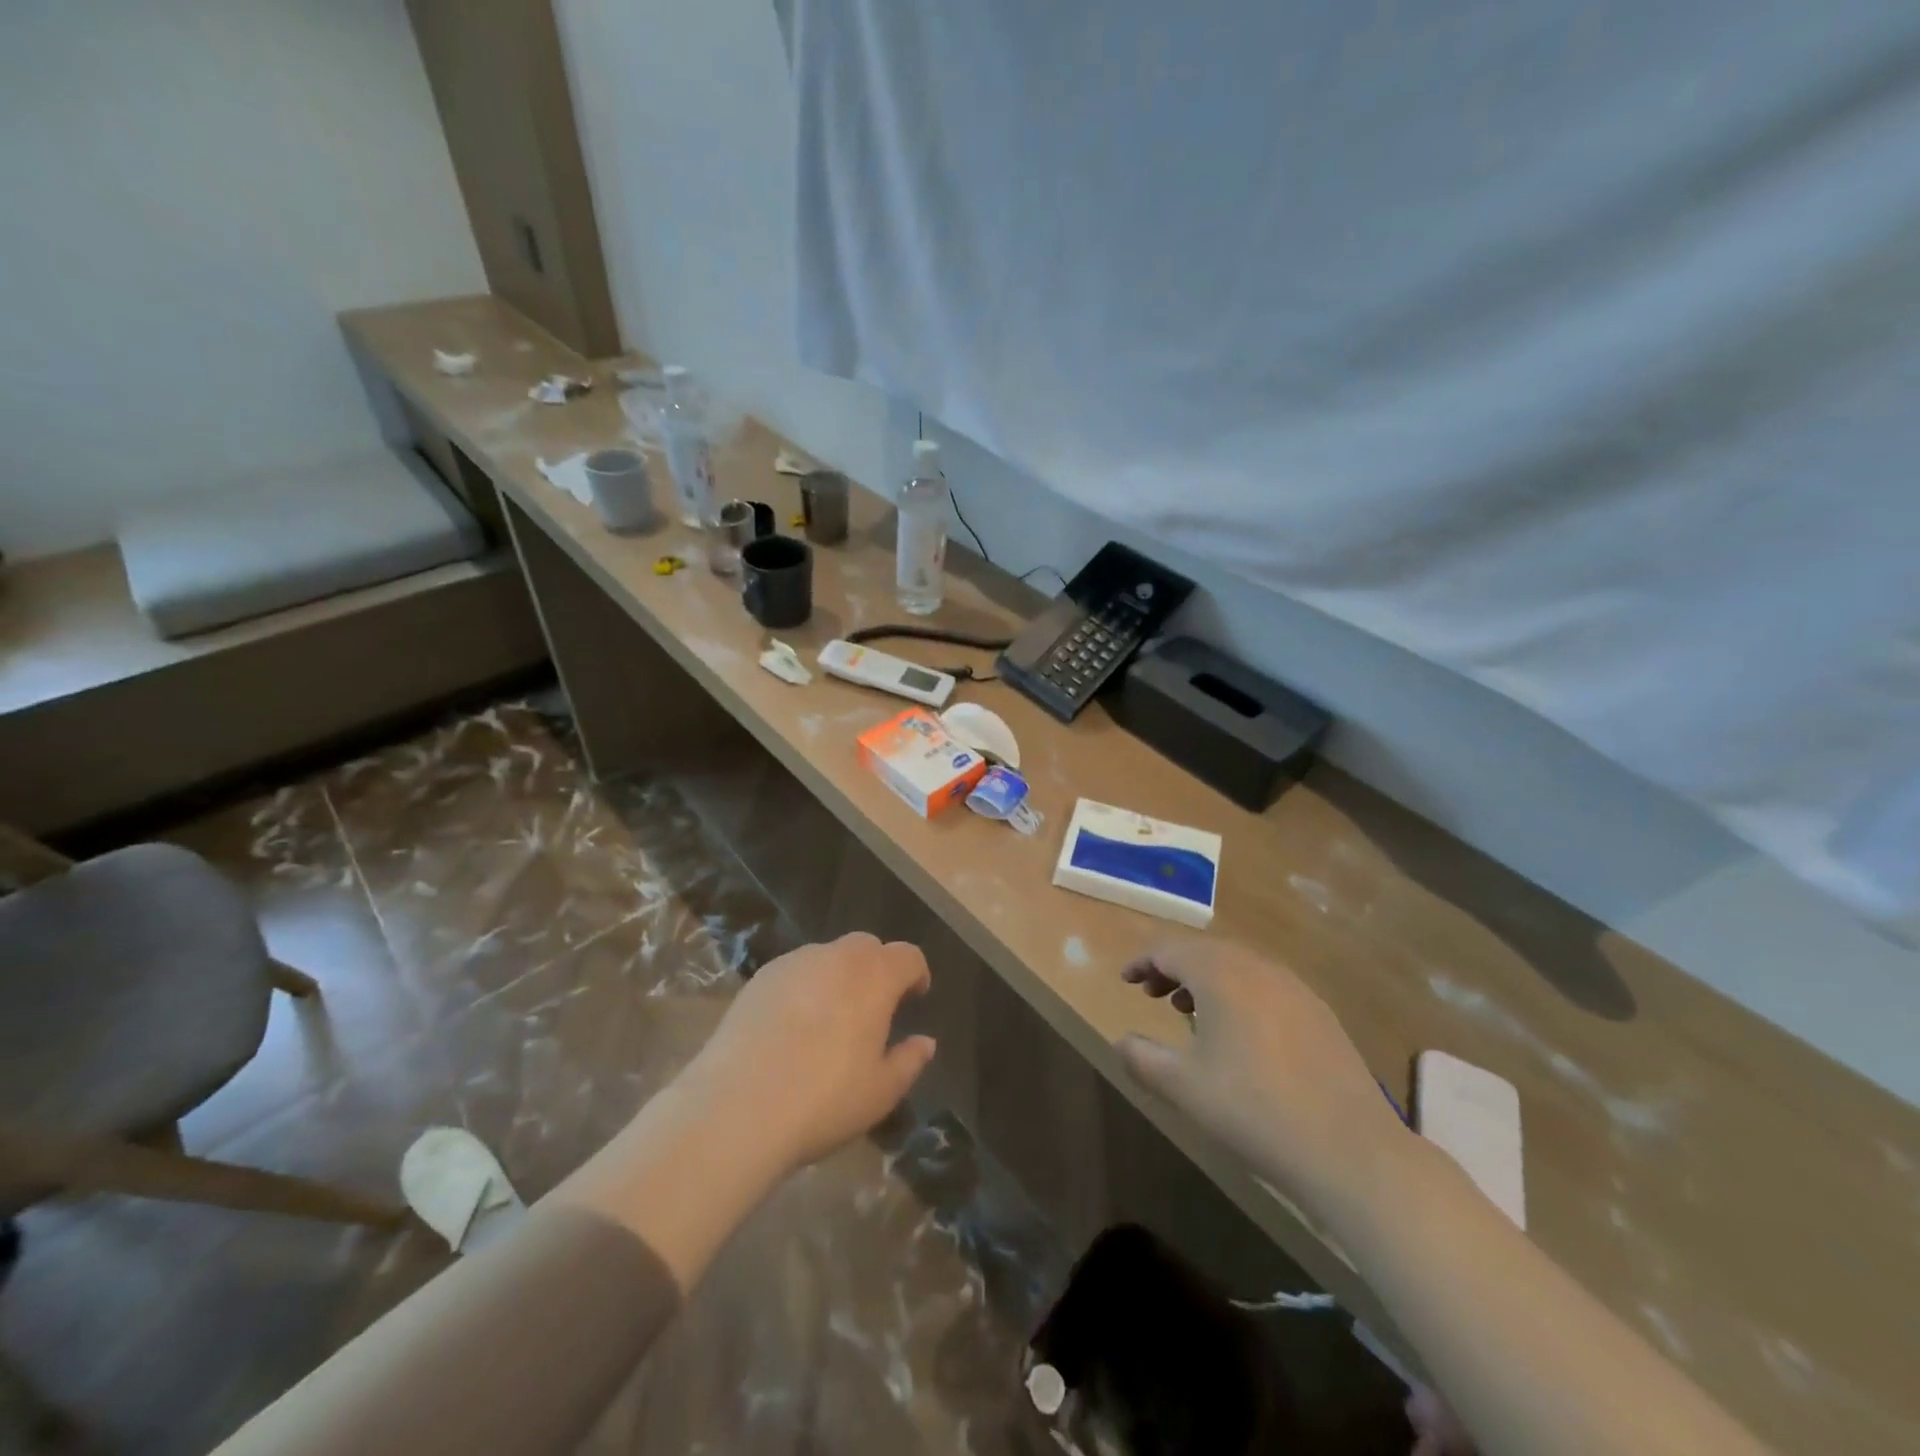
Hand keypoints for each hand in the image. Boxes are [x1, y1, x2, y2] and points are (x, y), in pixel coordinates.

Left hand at [683, 933, 936, 1172]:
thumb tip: (925, 1042)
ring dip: (840, 975)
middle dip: (878, 968)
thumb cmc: (824, 1100)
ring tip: (832, 1016)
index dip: (916, 973)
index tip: (915, 997)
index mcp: (875, 977)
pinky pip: (795, 971)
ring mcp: (794, 963)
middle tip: (875, 1007)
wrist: (739, 1107)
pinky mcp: (759, 978)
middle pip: (867, 946)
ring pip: (828, 955)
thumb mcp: (881, 1092)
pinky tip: (793, 1024)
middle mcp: (837, 957)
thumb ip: (909, 1061)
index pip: (908, 956)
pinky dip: (805, 986)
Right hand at [1116, 941, 1409, 1221]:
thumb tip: (1121, 1042)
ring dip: (1206, 979)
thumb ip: (1142, 1058)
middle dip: (1173, 967)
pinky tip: (1239, 1032)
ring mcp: (1294, 987)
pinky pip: (1266, 985)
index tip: (1125, 980)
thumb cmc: (1253, 1110)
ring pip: (1237, 965)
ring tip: (1188, 1012)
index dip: (1142, 961)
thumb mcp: (1183, 1087)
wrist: (1350, 1150)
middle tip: (1151, 993)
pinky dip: (1239, 993)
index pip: (1170, 949)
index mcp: (1220, 974)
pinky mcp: (1319, 1012)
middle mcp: (1257, 967)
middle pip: (1204, 951)